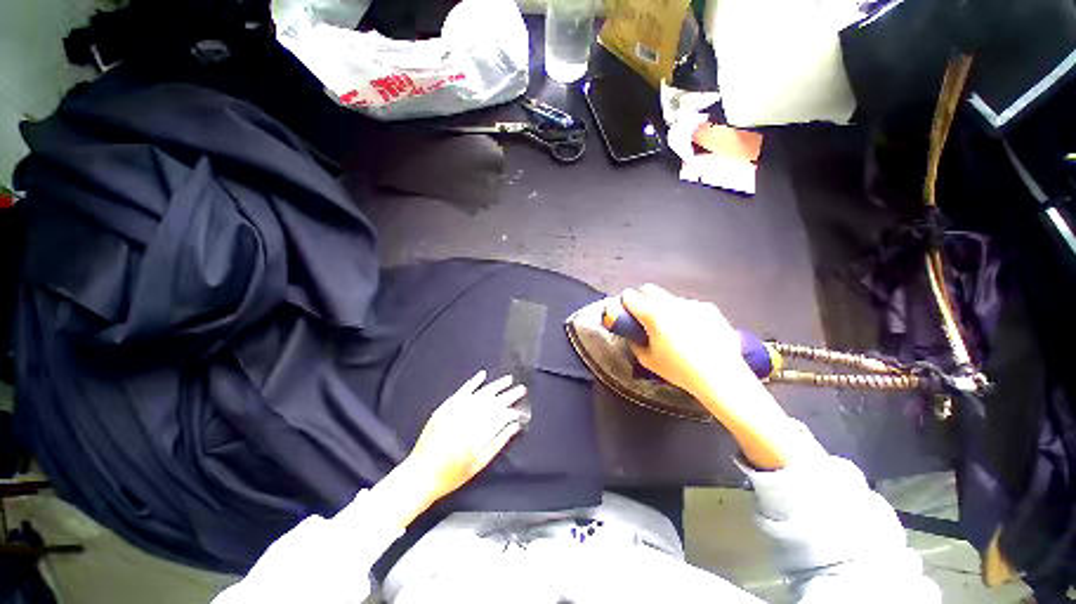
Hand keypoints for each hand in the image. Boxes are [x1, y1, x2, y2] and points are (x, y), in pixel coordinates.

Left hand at [406, 370, 527, 504]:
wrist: (420, 474)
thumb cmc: (452, 474)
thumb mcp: (479, 464)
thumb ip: (498, 442)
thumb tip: (515, 425)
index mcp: (478, 435)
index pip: (501, 416)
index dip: (513, 412)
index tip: (521, 411)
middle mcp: (468, 419)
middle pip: (493, 402)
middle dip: (509, 395)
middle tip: (522, 389)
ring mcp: (455, 411)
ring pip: (480, 393)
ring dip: (496, 385)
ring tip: (509, 379)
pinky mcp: (445, 407)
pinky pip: (462, 391)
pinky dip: (473, 382)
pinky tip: (482, 374)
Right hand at [619, 284, 749, 401]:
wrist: (720, 375)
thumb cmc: (678, 370)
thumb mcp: (648, 361)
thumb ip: (635, 343)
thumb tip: (632, 334)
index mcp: (652, 314)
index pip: (630, 296)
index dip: (625, 302)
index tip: (626, 311)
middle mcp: (670, 303)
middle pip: (649, 288)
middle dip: (642, 297)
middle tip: (644, 315)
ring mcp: (691, 304)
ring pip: (670, 298)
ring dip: (666, 307)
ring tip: (675, 329)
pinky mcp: (709, 308)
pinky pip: (690, 306)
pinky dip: (686, 314)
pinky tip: (695, 332)